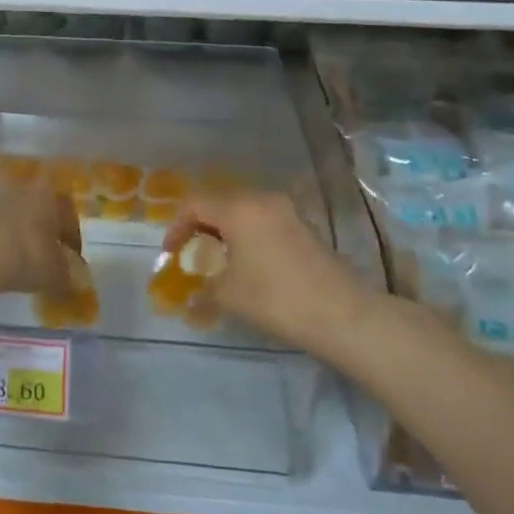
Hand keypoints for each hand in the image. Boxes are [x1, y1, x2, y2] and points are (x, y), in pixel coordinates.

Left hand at [0, 186, 85, 298]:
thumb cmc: (29, 255)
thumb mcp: (57, 272)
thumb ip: (67, 273)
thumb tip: (70, 278)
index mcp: (49, 194)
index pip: (68, 215)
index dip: (72, 238)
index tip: (72, 259)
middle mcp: (24, 190)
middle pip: (41, 211)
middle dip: (46, 231)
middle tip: (49, 255)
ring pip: (19, 217)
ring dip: (24, 234)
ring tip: (25, 260)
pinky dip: (4, 241)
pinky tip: (4, 261)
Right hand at [162, 190, 365, 348]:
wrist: (342, 313)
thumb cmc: (276, 298)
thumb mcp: (228, 294)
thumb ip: (205, 284)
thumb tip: (196, 289)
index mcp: (238, 208)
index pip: (194, 203)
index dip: (176, 226)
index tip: (171, 253)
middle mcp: (262, 199)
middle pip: (220, 201)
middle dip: (200, 224)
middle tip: (192, 251)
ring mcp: (287, 210)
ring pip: (244, 209)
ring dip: (226, 228)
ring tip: (219, 257)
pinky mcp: (304, 225)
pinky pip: (264, 220)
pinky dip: (248, 233)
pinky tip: (250, 261)